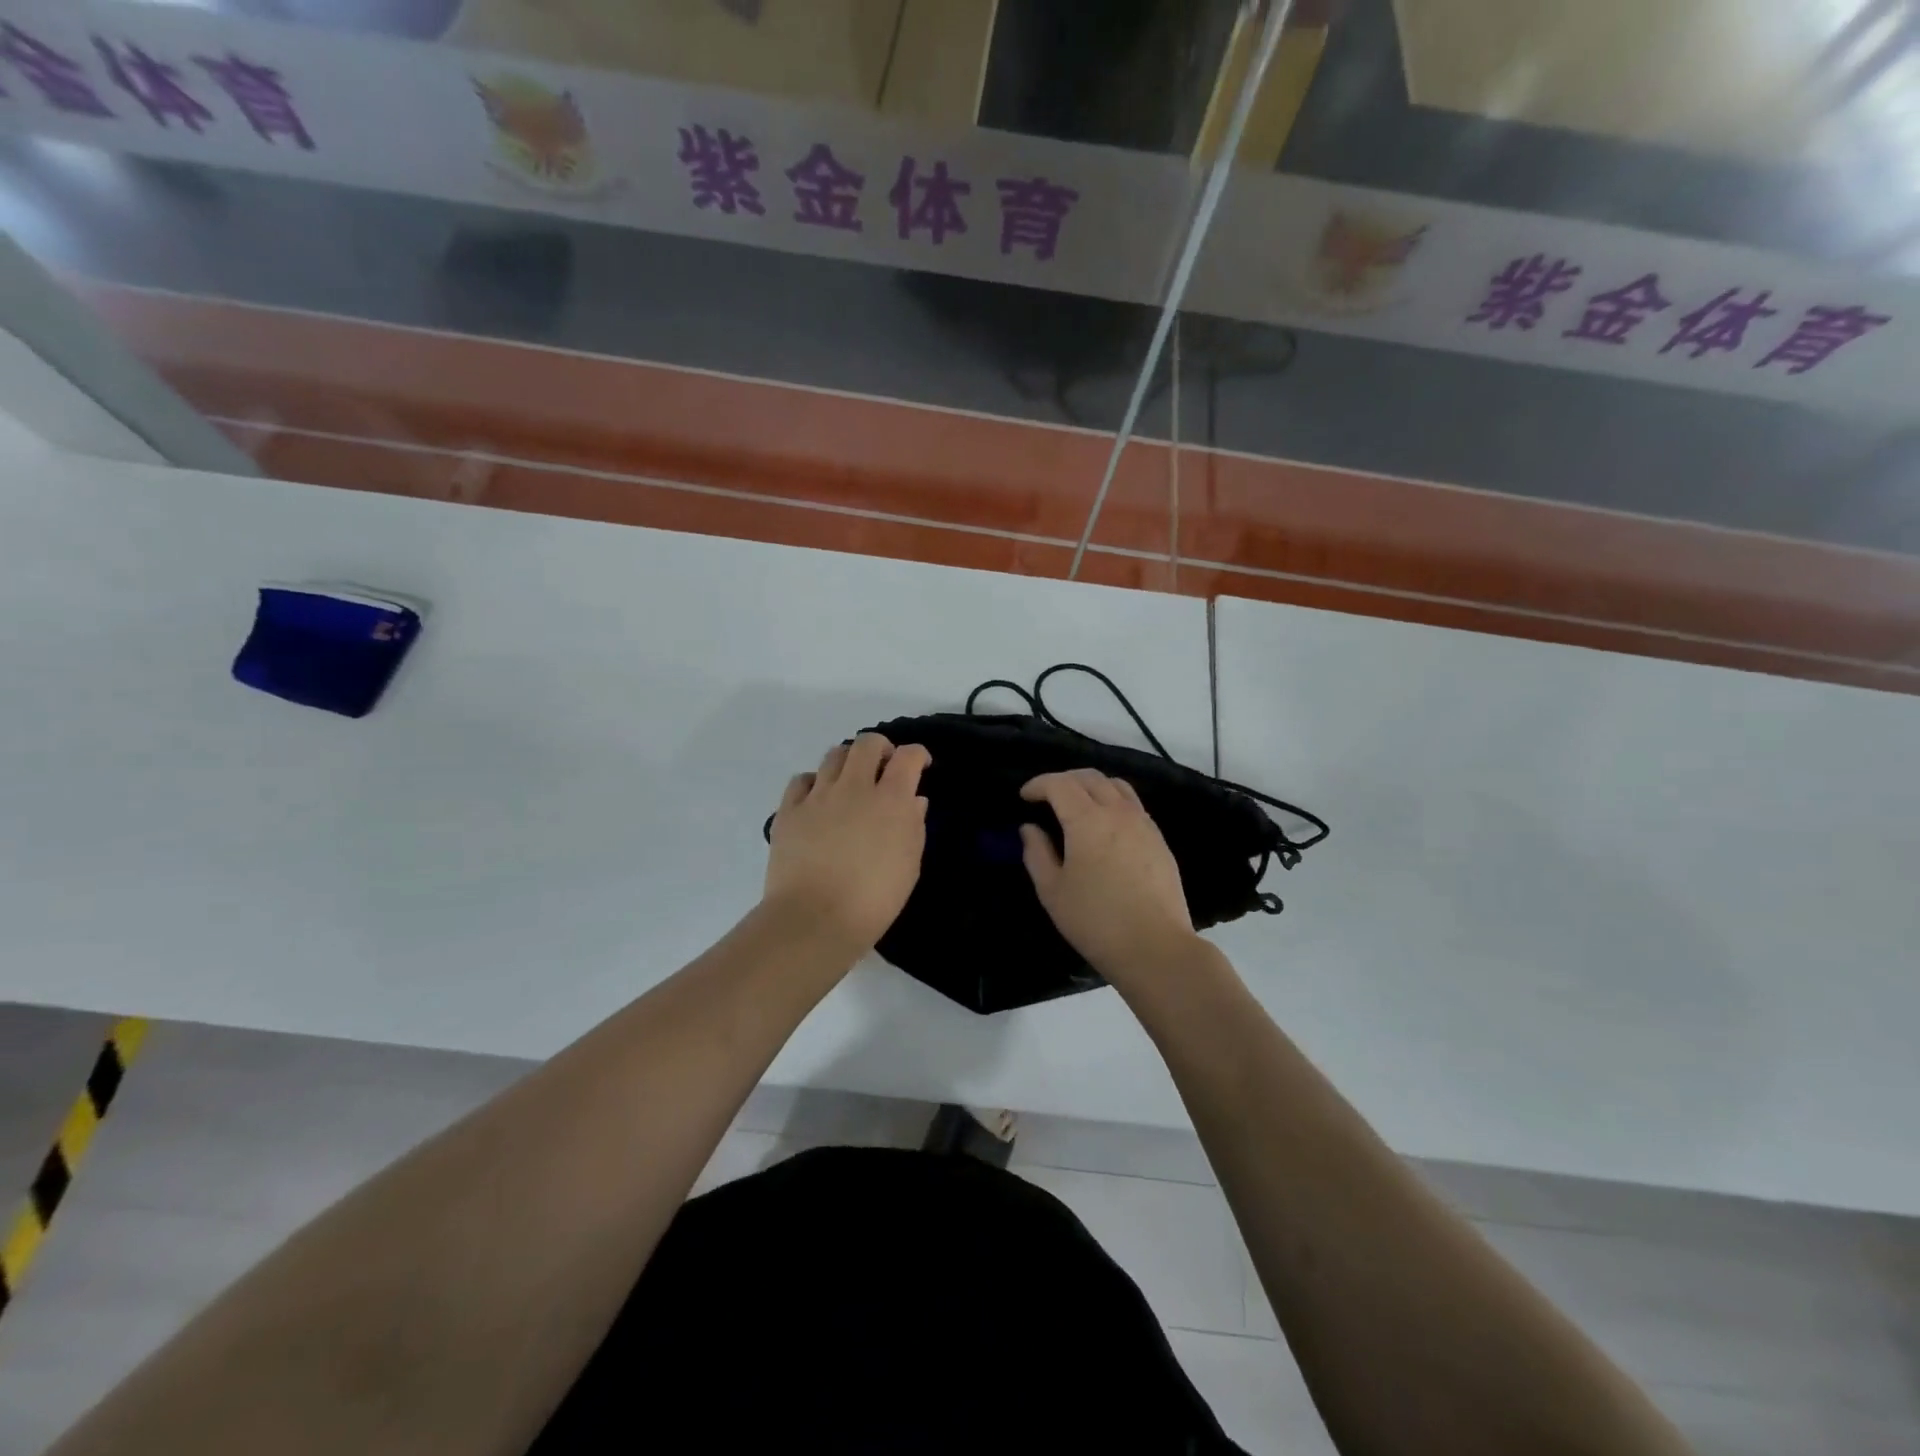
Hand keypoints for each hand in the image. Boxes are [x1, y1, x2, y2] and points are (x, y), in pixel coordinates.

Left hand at [765, 734, 930, 951]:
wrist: (815, 919)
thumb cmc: (874, 900)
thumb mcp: (909, 866)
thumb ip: (913, 826)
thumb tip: (913, 800)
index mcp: (891, 800)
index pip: (908, 757)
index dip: (918, 755)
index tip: (920, 766)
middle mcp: (855, 787)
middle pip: (868, 743)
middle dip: (880, 748)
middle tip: (883, 767)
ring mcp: (818, 796)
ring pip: (834, 755)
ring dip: (848, 761)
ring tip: (850, 782)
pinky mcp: (789, 810)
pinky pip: (802, 780)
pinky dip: (814, 783)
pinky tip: (818, 800)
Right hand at [1020, 769, 1199, 983]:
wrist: (1155, 947)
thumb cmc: (1095, 921)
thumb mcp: (1052, 891)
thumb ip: (1036, 853)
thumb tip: (1030, 828)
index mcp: (1087, 820)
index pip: (1060, 784)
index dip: (1038, 784)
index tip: (1024, 796)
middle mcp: (1118, 812)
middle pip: (1089, 777)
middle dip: (1063, 780)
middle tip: (1047, 796)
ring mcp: (1143, 823)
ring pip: (1116, 786)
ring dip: (1091, 786)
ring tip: (1077, 803)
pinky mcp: (1159, 839)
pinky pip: (1133, 805)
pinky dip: (1113, 801)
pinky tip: (1105, 825)